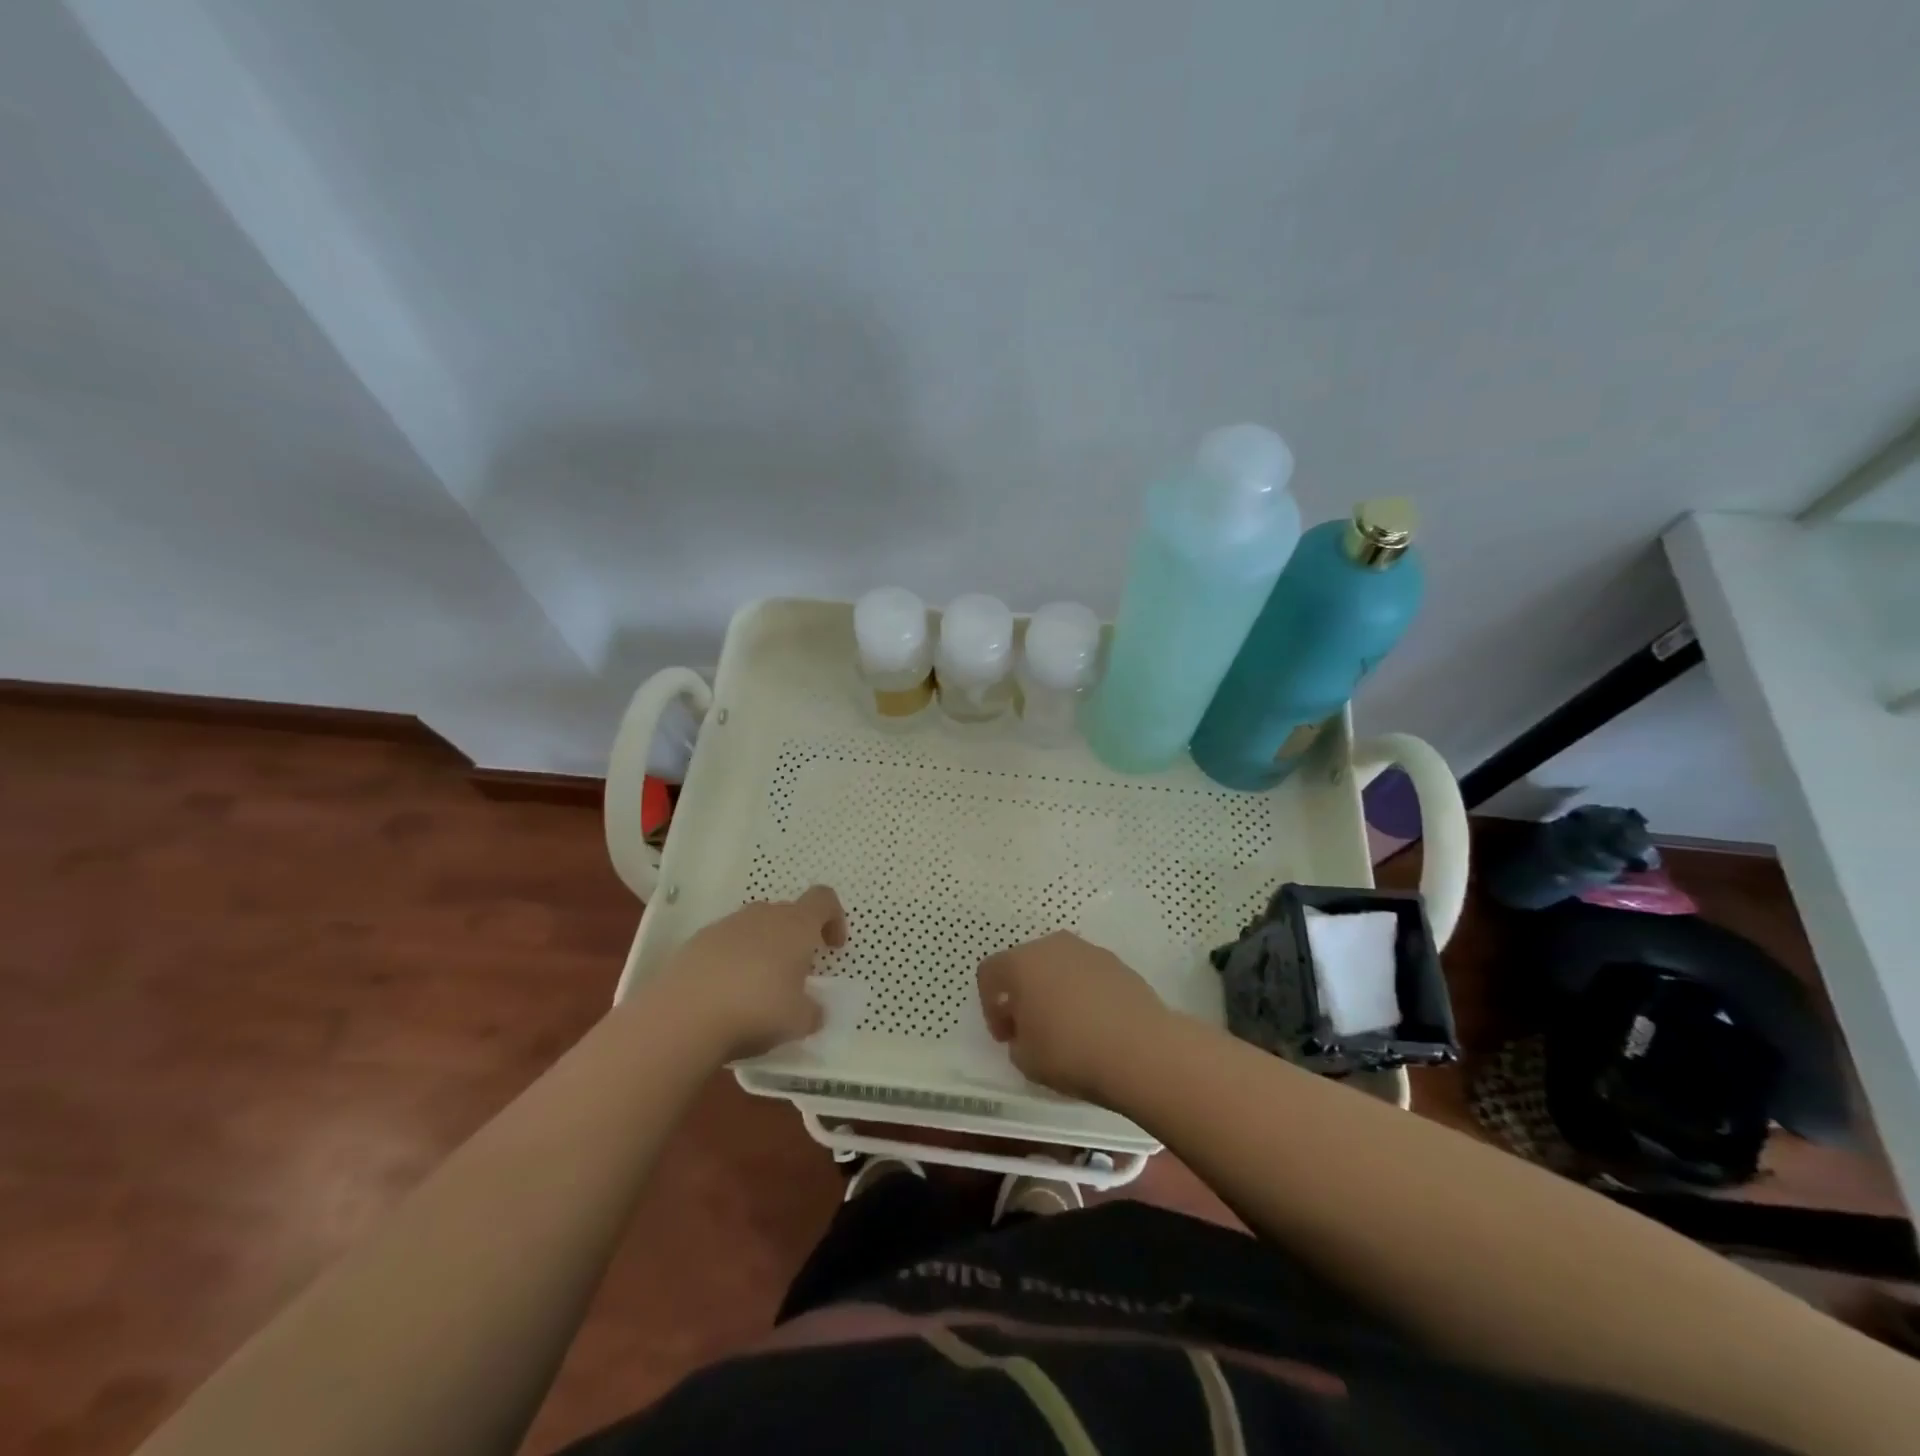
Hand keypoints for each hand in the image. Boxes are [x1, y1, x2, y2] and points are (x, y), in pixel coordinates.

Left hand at [656, 886, 846, 1060]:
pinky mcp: (696, 942)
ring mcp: (726, 926)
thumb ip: (813, 1012)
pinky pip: (725, 944)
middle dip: (795, 939)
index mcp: (796, 925)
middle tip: (794, 976)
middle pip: (787, 913)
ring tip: (757, 989)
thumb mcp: (800, 1021)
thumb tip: (813, 1010)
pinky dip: (732, 961)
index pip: (824, 899)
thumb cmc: (756, 1010)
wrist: (682, 1016)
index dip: (834, 918)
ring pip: (754, 928)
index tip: (832, 948)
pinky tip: (725, 995)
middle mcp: (763, 915)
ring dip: (763, 950)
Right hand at [976, 932, 1169, 1100]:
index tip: (1005, 1037)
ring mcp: (1089, 951)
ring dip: (1054, 990)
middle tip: (1031, 1029)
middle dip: (1023, 994)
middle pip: (1026, 964)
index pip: (989, 973)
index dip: (990, 1006)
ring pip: (1059, 966)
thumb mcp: (1026, 1060)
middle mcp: (1053, 946)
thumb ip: (1016, 1041)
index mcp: (1022, 963)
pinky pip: (1088, 975)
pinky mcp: (1118, 964)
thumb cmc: (1071, 1052)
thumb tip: (1027, 1032)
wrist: (1142, 1049)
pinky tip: (1095, 1024)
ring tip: (1066, 1027)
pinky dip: (1084, 993)